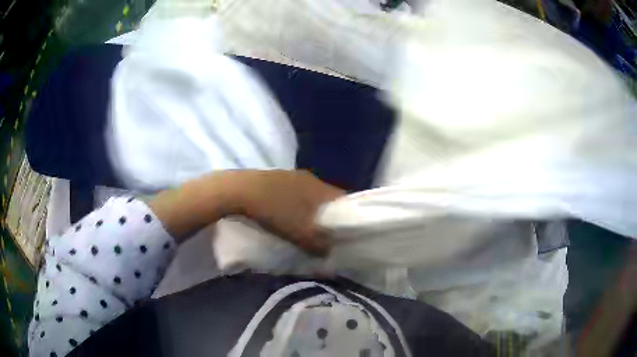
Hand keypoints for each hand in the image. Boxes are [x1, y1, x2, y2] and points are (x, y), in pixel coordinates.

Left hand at [232, 170, 344, 255]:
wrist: (241, 191)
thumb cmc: (275, 212)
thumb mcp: (300, 234)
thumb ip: (319, 245)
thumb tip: (330, 252)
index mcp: (320, 188)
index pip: (345, 199)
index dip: (349, 215)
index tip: (347, 230)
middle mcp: (311, 178)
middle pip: (328, 197)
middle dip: (329, 214)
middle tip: (327, 231)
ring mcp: (293, 175)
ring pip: (310, 194)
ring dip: (311, 209)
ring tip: (307, 224)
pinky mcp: (277, 177)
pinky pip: (295, 192)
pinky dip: (296, 204)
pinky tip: (287, 214)